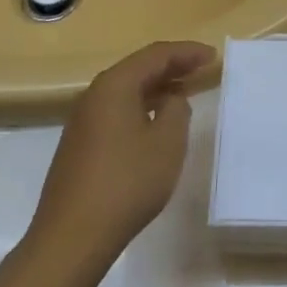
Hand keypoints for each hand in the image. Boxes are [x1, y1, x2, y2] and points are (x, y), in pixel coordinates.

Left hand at [33, 41, 214, 263]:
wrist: (73, 235)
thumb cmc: (127, 183)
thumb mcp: (166, 143)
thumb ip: (176, 110)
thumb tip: (170, 99)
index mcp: (114, 86)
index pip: (156, 55)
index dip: (186, 52)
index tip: (213, 56)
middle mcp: (94, 95)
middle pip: (137, 69)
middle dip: (171, 66)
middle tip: (202, 69)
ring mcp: (83, 121)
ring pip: (126, 91)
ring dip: (156, 88)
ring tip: (184, 92)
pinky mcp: (80, 144)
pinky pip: (116, 111)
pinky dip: (141, 107)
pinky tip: (156, 122)